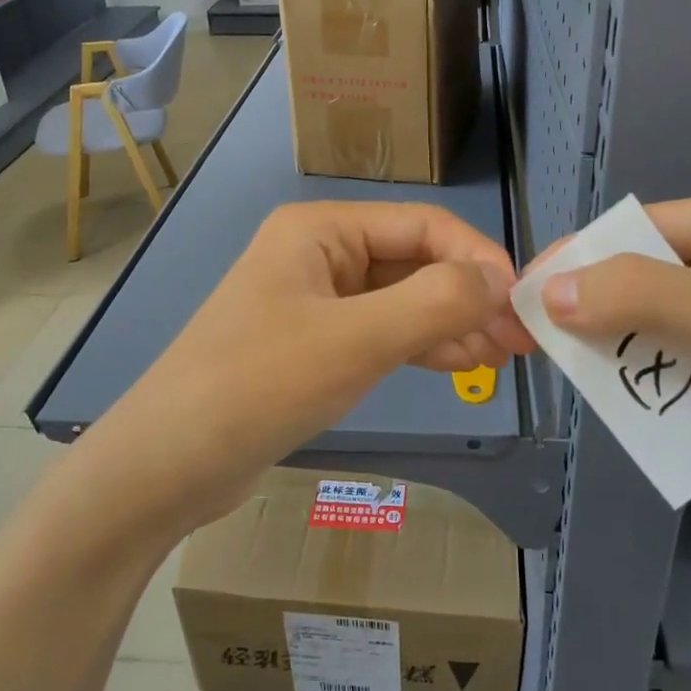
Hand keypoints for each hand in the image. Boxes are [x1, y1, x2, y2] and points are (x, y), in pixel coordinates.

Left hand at [92, 202, 533, 535]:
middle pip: (414, 262)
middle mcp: (319, 253)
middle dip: (468, 296)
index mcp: (321, 229)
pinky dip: (420, 344)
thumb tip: (500, 279)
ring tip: (504, 357)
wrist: (167, 464)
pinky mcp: (313, 343)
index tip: (522, 302)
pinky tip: (461, 363)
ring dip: (451, 323)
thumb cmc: (259, 385)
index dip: (478, 258)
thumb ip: (435, 302)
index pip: (422, 225)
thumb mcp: (356, 340)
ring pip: (401, 300)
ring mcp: (315, 300)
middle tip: (522, 340)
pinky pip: (380, 331)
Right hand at [536, 186, 690, 538]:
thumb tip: (549, 292)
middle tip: (537, 339)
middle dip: (600, 309)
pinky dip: (655, 387)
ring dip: (625, 353)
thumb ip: (643, 301)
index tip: (529, 290)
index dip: (586, 256)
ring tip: (571, 375)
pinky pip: (685, 372)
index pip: (650, 229)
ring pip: (663, 329)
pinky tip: (622, 406)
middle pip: (652, 278)